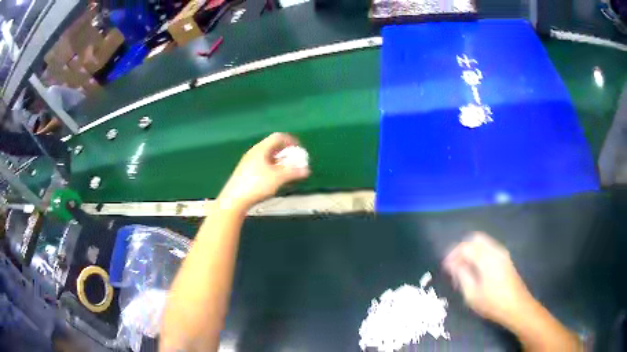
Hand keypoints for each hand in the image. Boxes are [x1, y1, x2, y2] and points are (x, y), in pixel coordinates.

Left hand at [218, 133, 309, 210]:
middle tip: (295, 162)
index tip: (300, 150)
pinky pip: (263, 165)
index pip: (278, 137)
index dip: (291, 141)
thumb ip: (293, 172)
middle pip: (273, 147)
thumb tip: (306, 170)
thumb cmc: (256, 185)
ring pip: (268, 157)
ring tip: (287, 172)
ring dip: (280, 162)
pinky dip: (272, 168)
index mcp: (261, 149)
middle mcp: (254, 153)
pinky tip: (275, 179)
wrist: (234, 200)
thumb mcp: (277, 178)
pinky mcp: (245, 173)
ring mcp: (248, 163)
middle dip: (286, 153)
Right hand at [443, 232, 534, 328]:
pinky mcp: (505, 258)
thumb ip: (461, 276)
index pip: (466, 246)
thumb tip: (452, 264)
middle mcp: (495, 250)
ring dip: (471, 250)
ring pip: (483, 242)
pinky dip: (479, 253)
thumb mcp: (472, 294)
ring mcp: (502, 253)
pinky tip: (475, 269)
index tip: (445, 266)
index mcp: (486, 258)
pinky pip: (489, 248)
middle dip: (462, 248)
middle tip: (454, 264)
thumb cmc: (492, 303)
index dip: (453, 254)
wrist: (517, 306)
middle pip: (475, 239)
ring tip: (463, 268)